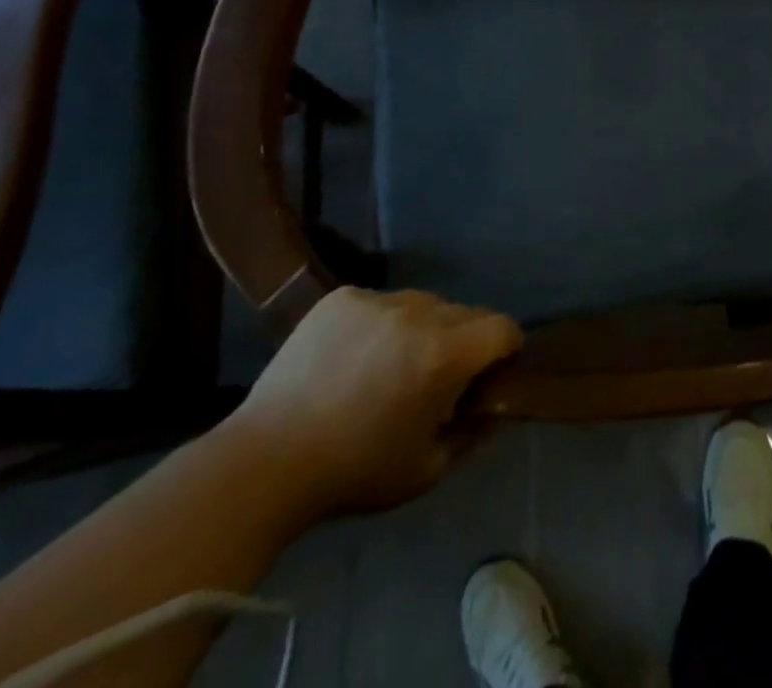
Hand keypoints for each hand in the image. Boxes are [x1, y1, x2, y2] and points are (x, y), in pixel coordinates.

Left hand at [223, 287, 521, 517]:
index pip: (502, 327)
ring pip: (423, 304)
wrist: (266, 463)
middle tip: (438, 377)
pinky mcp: (342, 298)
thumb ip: (471, 433)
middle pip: (464, 312)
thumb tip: (490, 406)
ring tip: (391, 366)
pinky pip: (380, 303)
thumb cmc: (354, 473)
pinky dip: (381, 324)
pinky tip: (354, 357)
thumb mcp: (426, 470)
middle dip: (463, 341)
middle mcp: (418, 314)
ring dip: (423, 328)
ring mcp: (377, 300)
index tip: (493, 370)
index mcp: (443, 354)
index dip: (506, 348)